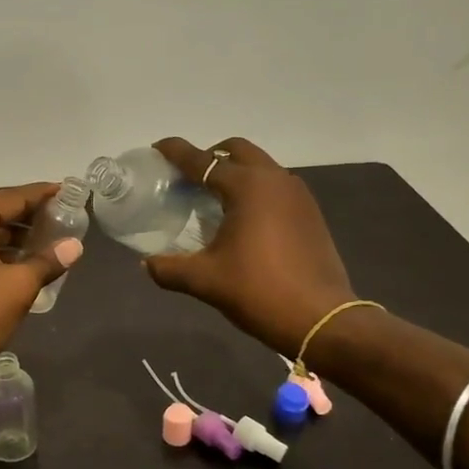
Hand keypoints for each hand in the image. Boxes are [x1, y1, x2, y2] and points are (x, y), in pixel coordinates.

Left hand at [0, 183, 82, 388]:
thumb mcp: (19, 286)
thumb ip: (48, 261)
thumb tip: (75, 246)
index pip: (11, 196)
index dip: (42, 195)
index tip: (68, 193)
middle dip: (26, 214)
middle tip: (59, 220)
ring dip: (10, 235)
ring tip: (44, 244)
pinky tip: (16, 265)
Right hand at [142, 137, 355, 356]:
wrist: (321, 319)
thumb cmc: (259, 291)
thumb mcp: (205, 281)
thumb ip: (169, 269)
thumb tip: (147, 265)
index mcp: (247, 187)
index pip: (203, 161)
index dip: (176, 152)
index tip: (157, 148)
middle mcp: (275, 180)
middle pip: (237, 151)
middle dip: (210, 156)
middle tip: (188, 177)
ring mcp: (298, 195)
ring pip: (261, 167)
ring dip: (236, 172)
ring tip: (213, 198)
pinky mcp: (310, 214)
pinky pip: (276, 187)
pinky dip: (255, 190)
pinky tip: (243, 220)